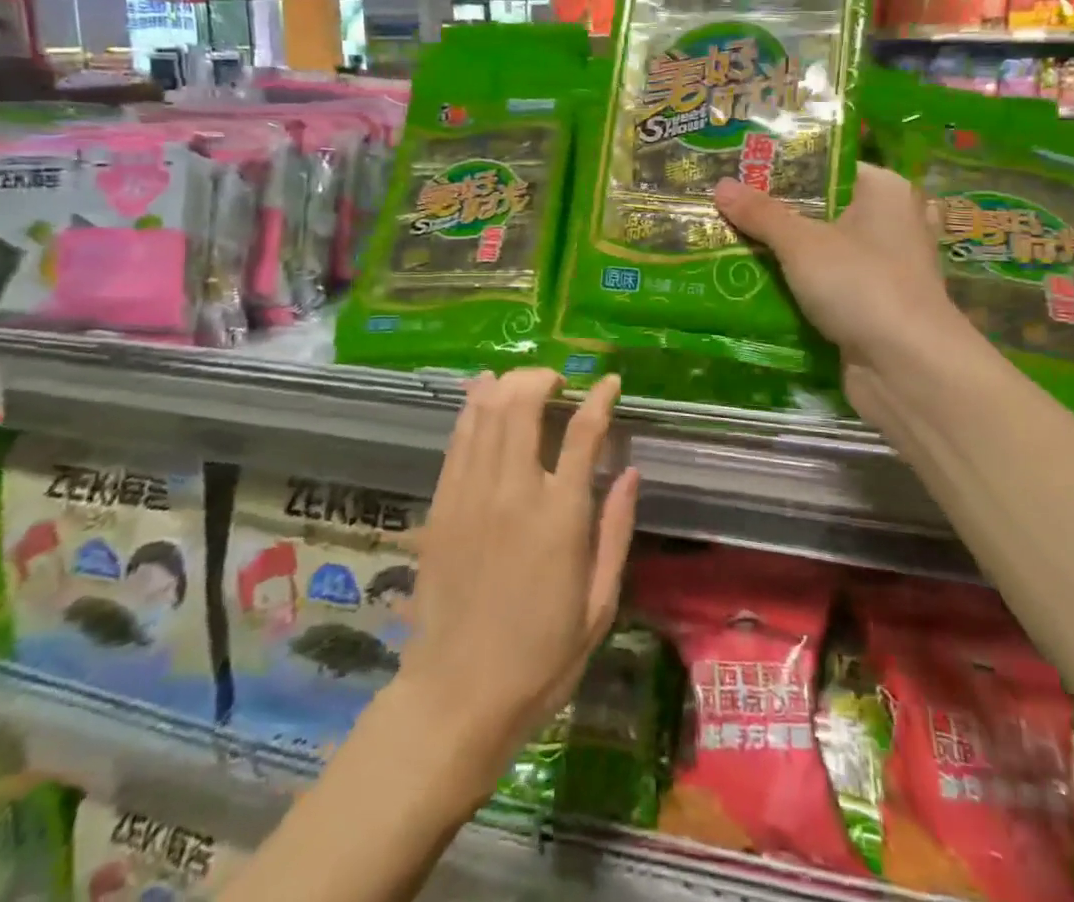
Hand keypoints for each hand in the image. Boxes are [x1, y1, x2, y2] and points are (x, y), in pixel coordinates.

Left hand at [397, 369, 638, 798]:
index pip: (584, 433)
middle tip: (559, 381)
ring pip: (487, 412)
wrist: (457, 695)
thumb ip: (616, 531)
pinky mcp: (442, 504)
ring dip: (508, 384)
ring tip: (525, 381)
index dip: (598, 398)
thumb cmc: (540, 657)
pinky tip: (482, 391)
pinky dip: (472, 406)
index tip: (608, 382)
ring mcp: (472, 494)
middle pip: (525, 405)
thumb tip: (631, 472)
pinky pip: (459, 439)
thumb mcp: (599, 604)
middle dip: (543, 379)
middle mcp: (515, 491)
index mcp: (561, 516)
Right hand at [714, 162, 967, 370]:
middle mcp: (889, 223)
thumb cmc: (860, 284)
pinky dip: (795, 287)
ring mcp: (882, 268)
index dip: (783, 168)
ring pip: (820, 251)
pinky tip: (752, 285)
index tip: (738, 170)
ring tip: (726, 242)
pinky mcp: (871, 306)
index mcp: (884, 191)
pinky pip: (824, 286)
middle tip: (723, 206)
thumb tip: (720, 185)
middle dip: (773, 214)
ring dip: (780, 255)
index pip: (827, 167)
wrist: (907, 368)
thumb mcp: (802, 243)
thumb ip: (761, 214)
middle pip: (820, 210)